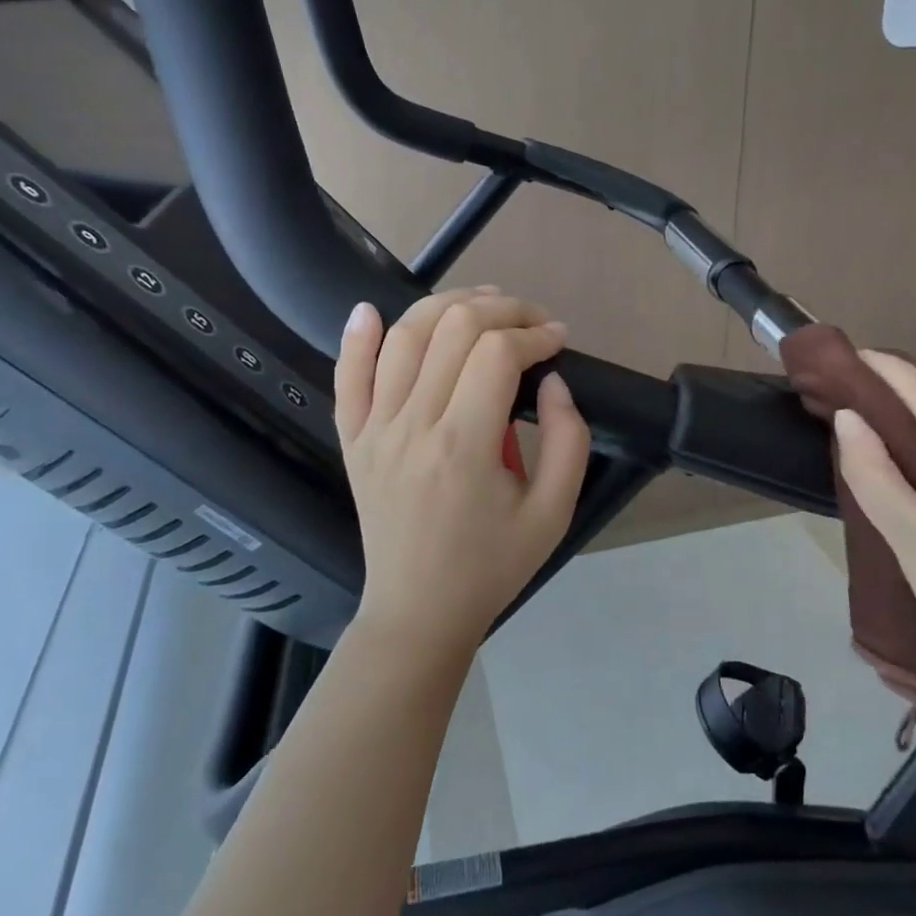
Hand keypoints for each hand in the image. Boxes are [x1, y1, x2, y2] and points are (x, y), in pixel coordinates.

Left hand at [335, 286, 591, 657]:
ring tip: (483, 303)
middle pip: (453, 329)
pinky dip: (357, 337)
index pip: (497, 353)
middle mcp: (412, 426)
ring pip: (403, 337)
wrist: (418, 611)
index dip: (535, 334)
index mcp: (464, 446)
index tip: (559, 340)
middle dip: (502, 310)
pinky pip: (347, 376)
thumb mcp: (554, 513)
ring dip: (446, 305)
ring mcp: (374, 430)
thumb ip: (568, 441)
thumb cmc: (491, 565)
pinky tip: (371, 310)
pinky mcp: (352, 439)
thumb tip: (554, 381)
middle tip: (532, 320)